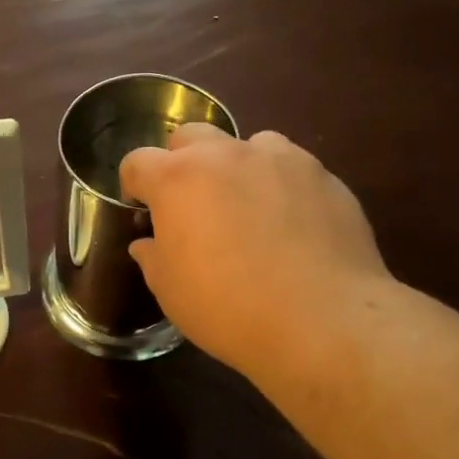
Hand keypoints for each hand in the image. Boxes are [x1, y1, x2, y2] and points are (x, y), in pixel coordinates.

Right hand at [120, 124, 392, 381]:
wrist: (322, 321)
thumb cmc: (228, 308)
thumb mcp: (170, 291)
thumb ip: (153, 257)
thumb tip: (149, 244)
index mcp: (178, 179)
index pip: (138, 161)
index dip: (134, 185)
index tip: (142, 211)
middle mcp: (226, 155)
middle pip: (191, 137)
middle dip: (182, 163)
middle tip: (192, 205)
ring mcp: (280, 160)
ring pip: (247, 144)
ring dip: (237, 168)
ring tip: (248, 209)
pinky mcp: (324, 176)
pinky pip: (292, 167)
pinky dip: (281, 185)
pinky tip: (292, 224)